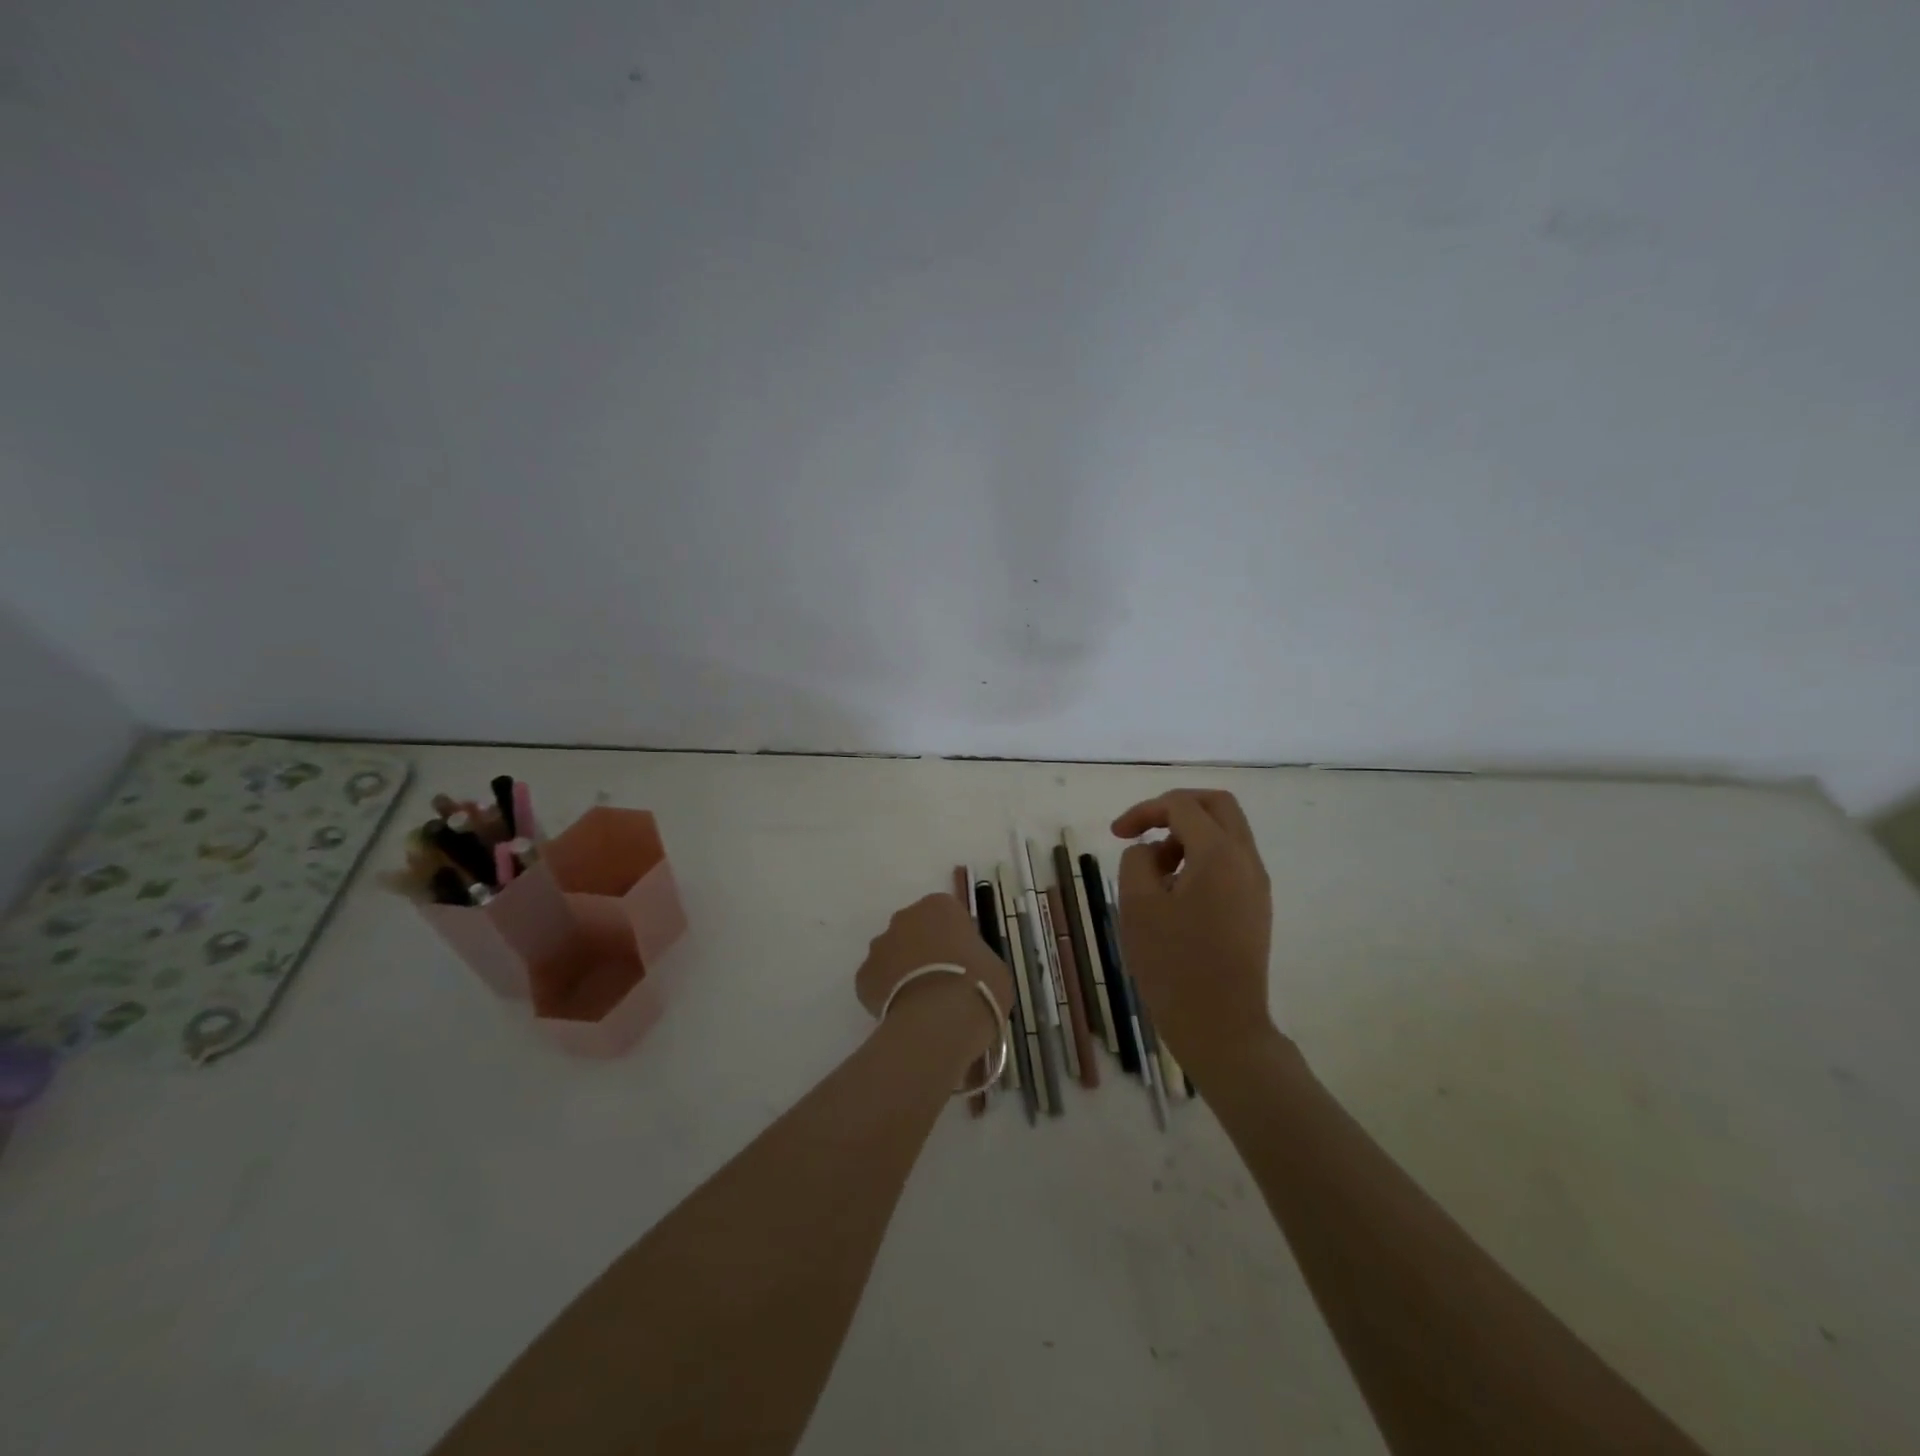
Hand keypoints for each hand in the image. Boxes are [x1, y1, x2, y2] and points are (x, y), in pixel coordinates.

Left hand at [855, 893, 1012, 1061]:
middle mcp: (904, 917)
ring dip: (903, 971)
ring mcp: (879, 946)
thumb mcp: (994, 965)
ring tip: (922, 1003)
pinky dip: (887, 995)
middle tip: (942, 980)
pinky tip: (904, 1015)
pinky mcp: (862, 977)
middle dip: (923, 950)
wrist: (941, 1020)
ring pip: (891, 954)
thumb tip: (970, 966)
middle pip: (914, 929)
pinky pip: (877, 982)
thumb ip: (976, 956)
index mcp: (939, 906)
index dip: (954, 938)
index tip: (963, 961)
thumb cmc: (978, 985)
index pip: (946, 914)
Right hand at [1111, 789, 1274, 1072]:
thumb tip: (1152, 851)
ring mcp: (1257, 885)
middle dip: (1175, 809)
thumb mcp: (1137, 905)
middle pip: (1217, 805)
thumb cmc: (1173, 965)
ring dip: (1188, 835)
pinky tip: (1175, 892)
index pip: (1181, 805)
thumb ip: (1137, 860)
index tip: (1116, 834)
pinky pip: (1231, 861)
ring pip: (1226, 833)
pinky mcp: (1256, 907)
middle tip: (1143, 831)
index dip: (1144, 810)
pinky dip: (1202, 858)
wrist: (1222, 1028)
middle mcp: (1246, 860)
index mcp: (1219, 854)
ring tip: (1155, 872)